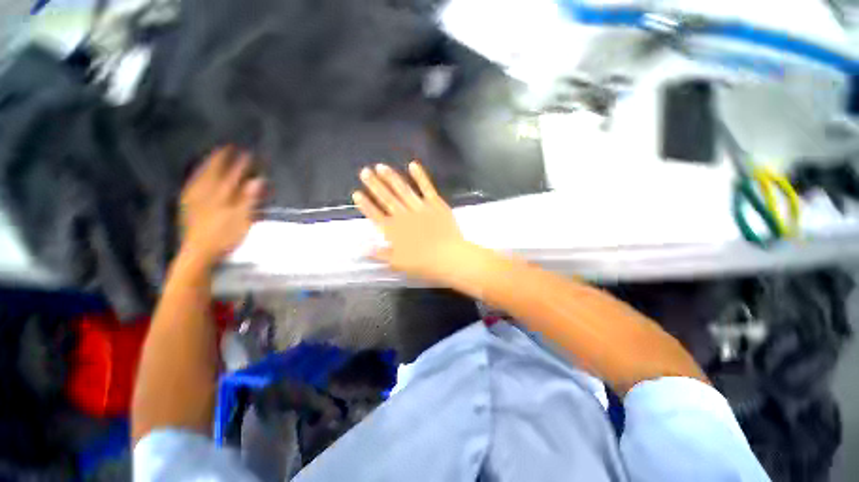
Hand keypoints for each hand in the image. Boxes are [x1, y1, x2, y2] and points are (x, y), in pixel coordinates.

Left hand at [179, 147, 263, 265]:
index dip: (241, 164)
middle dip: (220, 159)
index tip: (247, 153)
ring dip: (207, 166)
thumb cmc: (224, 237)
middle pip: (213, 172)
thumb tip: (258, 180)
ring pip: (201, 177)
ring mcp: (194, 200)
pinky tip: (196, 177)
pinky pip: (192, 186)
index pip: (233, 175)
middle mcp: (206, 193)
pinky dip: (196, 178)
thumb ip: (249, 198)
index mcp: (220, 195)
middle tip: (226, 148)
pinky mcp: (188, 208)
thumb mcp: (242, 219)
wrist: (199, 253)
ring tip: (212, 157)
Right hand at [353, 162, 470, 283]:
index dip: (365, 204)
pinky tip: (412, 165)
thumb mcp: (398, 263)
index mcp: (394, 231)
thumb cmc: (423, 263)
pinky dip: (420, 176)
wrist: (448, 257)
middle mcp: (403, 216)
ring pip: (402, 190)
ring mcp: (419, 207)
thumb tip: (362, 249)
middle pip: (386, 198)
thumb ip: (380, 254)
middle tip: (364, 171)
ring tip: (381, 166)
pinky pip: (426, 187)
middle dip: (374, 185)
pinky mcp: (435, 203)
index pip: (375, 215)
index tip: (356, 193)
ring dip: (391, 178)